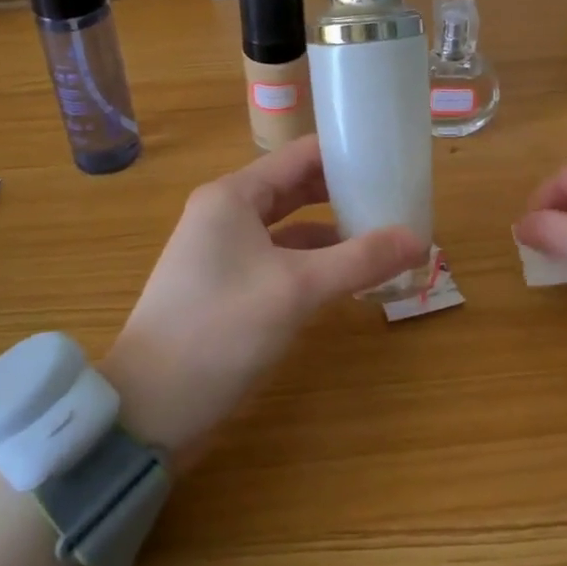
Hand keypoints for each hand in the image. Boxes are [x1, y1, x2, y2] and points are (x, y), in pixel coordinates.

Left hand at [100, 135, 424, 466]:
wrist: (146, 410)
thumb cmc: (219, 331)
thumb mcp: (296, 290)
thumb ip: (359, 260)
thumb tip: (420, 240)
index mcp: (233, 195)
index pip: (301, 155)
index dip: (346, 155)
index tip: (392, 160)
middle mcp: (225, 212)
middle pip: (296, 187)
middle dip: (343, 193)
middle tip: (394, 199)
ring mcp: (222, 250)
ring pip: (289, 226)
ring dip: (332, 231)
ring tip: (381, 236)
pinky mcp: (226, 285)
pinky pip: (279, 258)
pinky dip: (313, 262)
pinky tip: (347, 277)